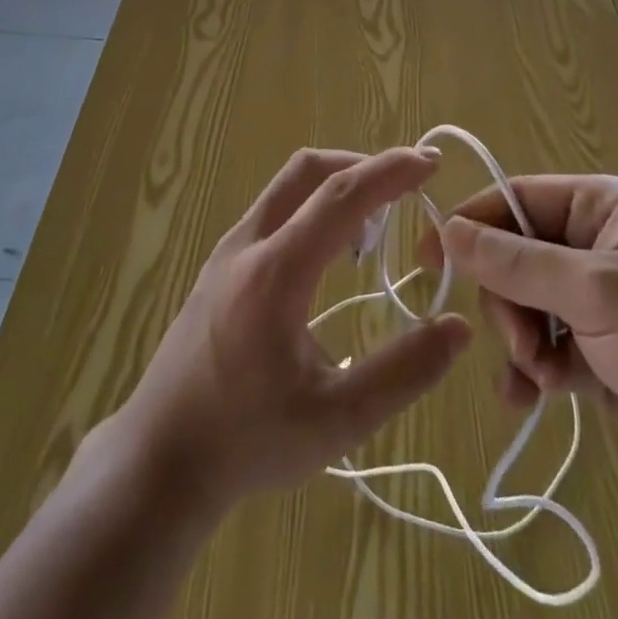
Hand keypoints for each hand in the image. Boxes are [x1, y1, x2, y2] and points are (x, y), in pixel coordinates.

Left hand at [109, 147, 471, 513]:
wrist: (160, 456)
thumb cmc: (248, 439)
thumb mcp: (337, 420)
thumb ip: (403, 373)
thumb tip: (457, 327)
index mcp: (276, 271)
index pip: (341, 194)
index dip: (390, 170)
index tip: (430, 162)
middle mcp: (248, 244)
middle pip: (308, 170)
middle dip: (362, 164)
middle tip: (407, 186)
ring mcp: (227, 251)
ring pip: (286, 188)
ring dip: (335, 187)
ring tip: (376, 224)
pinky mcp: (218, 266)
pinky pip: (273, 212)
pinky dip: (311, 208)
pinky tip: (330, 254)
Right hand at [427, 174, 617, 510]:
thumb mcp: (596, 292)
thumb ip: (517, 263)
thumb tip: (449, 230)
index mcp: (599, 208)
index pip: (513, 200)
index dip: (470, 224)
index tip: (429, 259)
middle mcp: (594, 246)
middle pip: (512, 258)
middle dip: (507, 303)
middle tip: (524, 344)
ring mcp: (597, 302)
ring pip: (523, 307)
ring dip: (521, 343)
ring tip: (543, 377)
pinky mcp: (600, 352)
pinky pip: (544, 349)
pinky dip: (532, 372)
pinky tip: (530, 399)